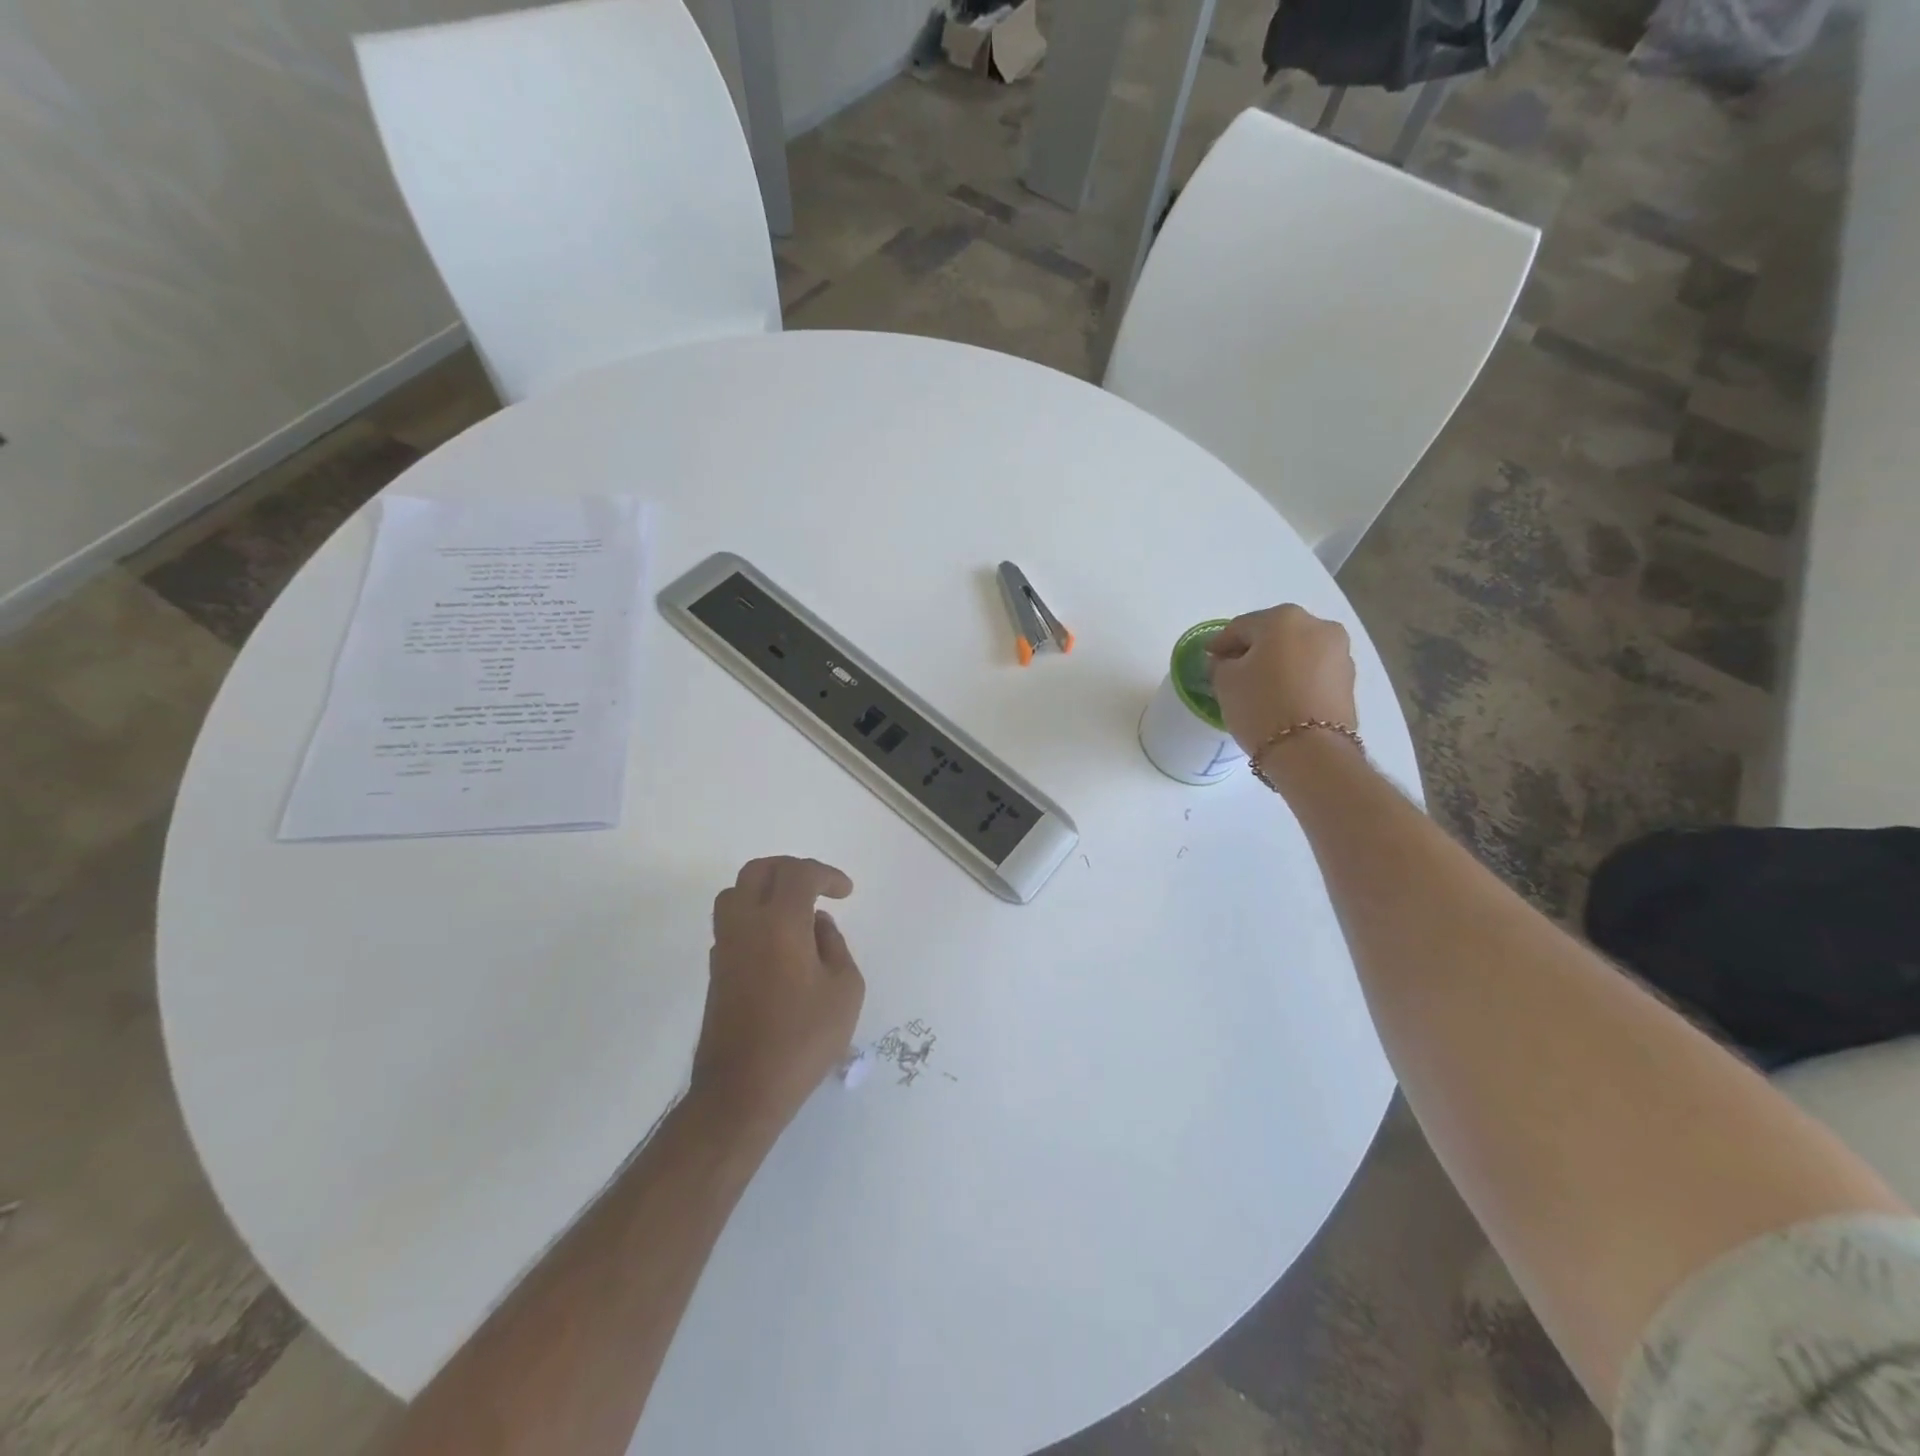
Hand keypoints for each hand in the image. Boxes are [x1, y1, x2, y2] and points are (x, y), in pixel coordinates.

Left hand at [693, 857, 865, 1134]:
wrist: (743, 1090)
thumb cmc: (802, 1039)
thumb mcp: (844, 990)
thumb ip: (834, 945)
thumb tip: (817, 925)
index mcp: (780, 923)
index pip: (799, 874)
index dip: (826, 874)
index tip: (846, 892)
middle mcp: (745, 924)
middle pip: (759, 870)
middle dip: (791, 870)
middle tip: (817, 886)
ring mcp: (725, 946)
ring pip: (736, 892)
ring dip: (766, 889)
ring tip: (793, 909)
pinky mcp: (716, 969)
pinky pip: (731, 922)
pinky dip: (754, 916)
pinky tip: (777, 942)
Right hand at [1207, 605, 1359, 758]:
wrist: (1311, 752)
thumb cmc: (1261, 706)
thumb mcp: (1225, 682)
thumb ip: (1221, 664)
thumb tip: (1226, 661)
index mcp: (1283, 618)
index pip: (1241, 626)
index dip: (1221, 643)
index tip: (1209, 658)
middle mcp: (1318, 626)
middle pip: (1274, 634)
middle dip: (1253, 650)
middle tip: (1234, 672)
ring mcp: (1339, 652)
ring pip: (1297, 652)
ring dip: (1278, 663)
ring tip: (1261, 688)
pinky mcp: (1349, 679)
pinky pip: (1313, 671)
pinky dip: (1296, 678)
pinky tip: (1282, 697)